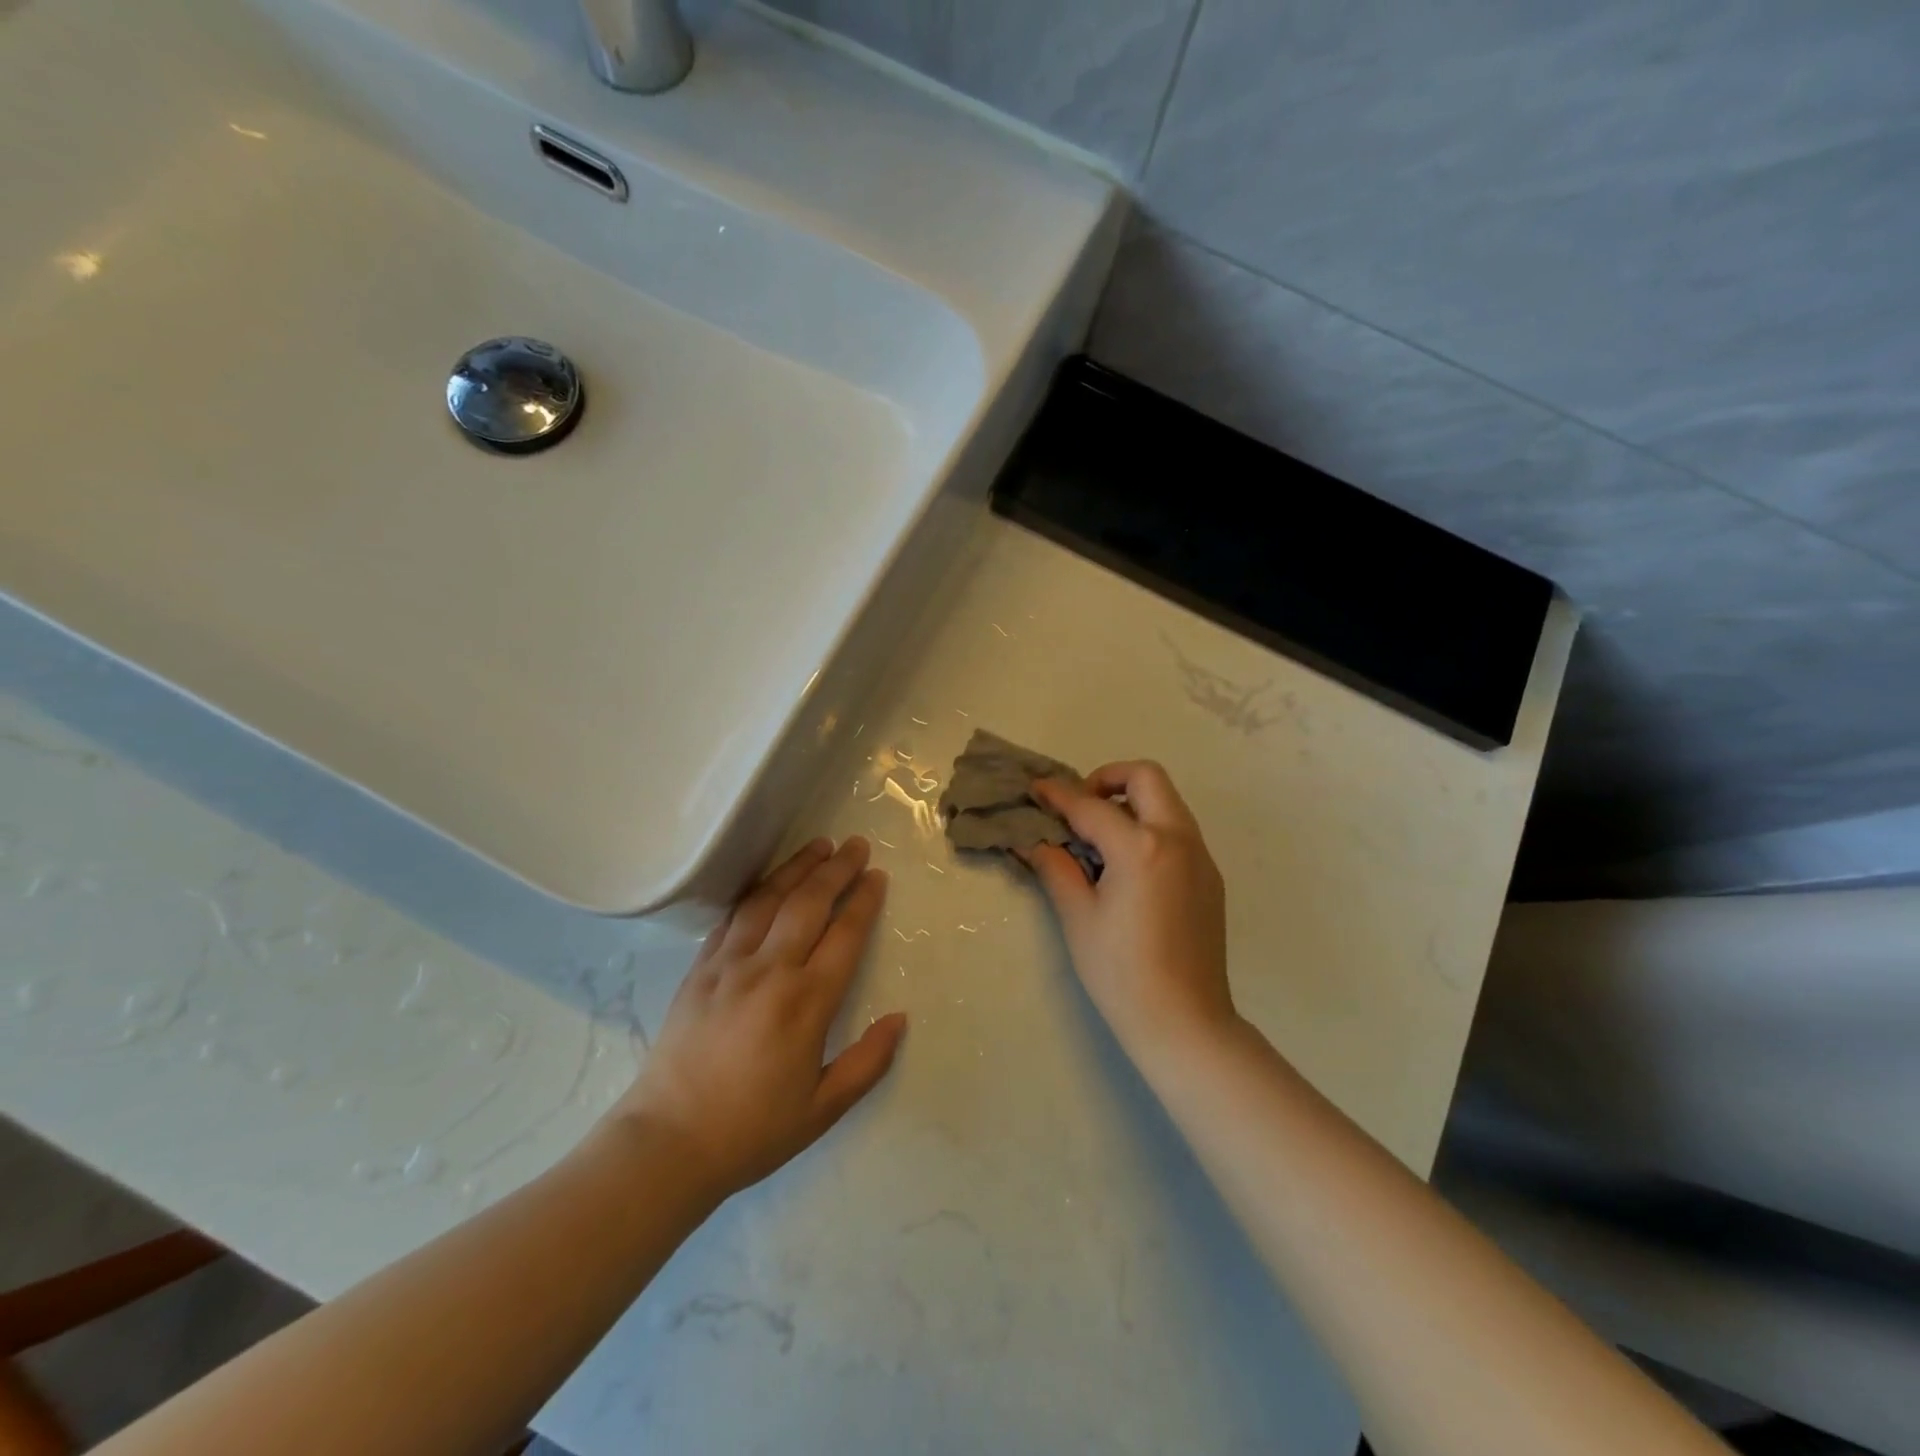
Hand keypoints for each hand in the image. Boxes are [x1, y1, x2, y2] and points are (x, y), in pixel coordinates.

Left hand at [612, 837, 905, 1203]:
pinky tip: (767, 883)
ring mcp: (729, 965)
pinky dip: (755, 893)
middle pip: (808, 903)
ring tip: (818, 845)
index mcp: (805, 1003)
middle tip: (856, 845)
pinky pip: (732, 918)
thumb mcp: (823, 1109)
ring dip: (796, 868)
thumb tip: (899, 1019)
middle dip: (836, 869)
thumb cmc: (752, 1130)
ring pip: (768, 899)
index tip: (877, 876)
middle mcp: (770, 971)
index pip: (844, 935)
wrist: (667, 1143)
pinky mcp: (699, 970)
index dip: (863, 901)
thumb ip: (868, 1062)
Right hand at [1029, 763, 1234, 1060]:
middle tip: (1081, 807)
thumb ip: (1056, 868)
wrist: (1185, 1022)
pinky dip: (1150, 827)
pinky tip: (1128, 865)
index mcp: (1142, 848)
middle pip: (1146, 777)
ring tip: (1100, 836)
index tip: (1036, 789)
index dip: (1058, 795)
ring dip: (1132, 802)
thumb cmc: (1122, 973)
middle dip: (1108, 778)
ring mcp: (1201, 857)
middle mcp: (1178, 840)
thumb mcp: (1079, 918)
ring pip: (1167, 802)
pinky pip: (1178, 831)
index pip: (1091, 807)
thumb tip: (1033, 841)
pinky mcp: (1210, 877)